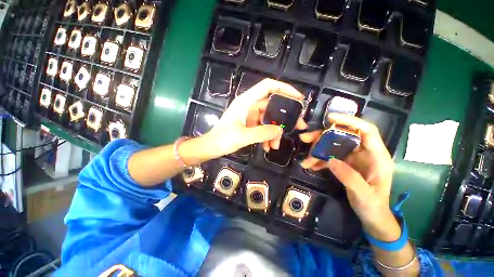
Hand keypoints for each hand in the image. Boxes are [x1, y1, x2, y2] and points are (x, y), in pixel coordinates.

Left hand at [203, 78, 307, 156]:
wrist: (210, 147)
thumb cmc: (222, 139)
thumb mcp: (243, 136)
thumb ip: (263, 133)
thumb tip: (279, 130)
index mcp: (246, 102)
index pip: (268, 86)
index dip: (284, 88)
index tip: (298, 98)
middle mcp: (249, 105)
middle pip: (272, 105)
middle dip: (284, 117)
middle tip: (297, 126)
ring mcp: (250, 115)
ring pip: (268, 119)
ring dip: (274, 132)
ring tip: (275, 145)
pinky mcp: (249, 124)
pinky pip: (262, 127)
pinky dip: (267, 136)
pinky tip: (267, 147)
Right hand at [300, 113, 399, 240]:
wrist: (372, 217)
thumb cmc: (374, 206)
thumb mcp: (363, 195)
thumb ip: (349, 177)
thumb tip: (331, 160)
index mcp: (377, 156)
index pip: (366, 130)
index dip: (349, 121)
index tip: (330, 118)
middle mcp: (364, 153)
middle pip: (342, 136)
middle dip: (323, 136)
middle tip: (305, 139)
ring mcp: (353, 158)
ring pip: (333, 146)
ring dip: (317, 150)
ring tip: (306, 159)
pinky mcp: (345, 163)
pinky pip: (329, 156)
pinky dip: (319, 160)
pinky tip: (311, 165)